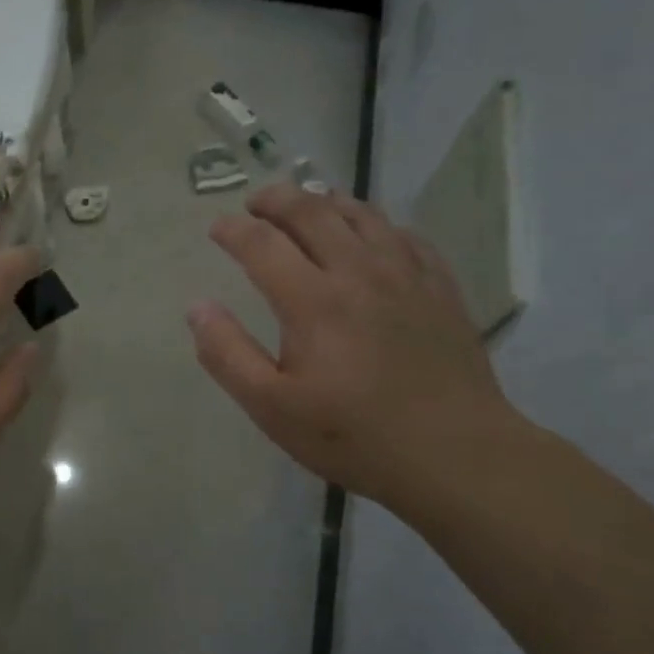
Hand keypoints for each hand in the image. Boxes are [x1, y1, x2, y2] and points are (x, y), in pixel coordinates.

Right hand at [188, 182, 519, 514]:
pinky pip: (405, 235)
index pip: (262, 243)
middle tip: (255, 202)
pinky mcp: (440, 288)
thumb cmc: (353, 435)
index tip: (217, 229)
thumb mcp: (272, 407)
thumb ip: (227, 354)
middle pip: (312, 211)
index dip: (233, 230)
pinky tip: (370, 236)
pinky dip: (376, 223)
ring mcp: (406, 275)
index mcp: (313, 300)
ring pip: (362, 214)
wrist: (456, 455)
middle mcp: (358, 272)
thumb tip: (197, 308)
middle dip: (276, 199)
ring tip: (307, 204)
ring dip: (326, 201)